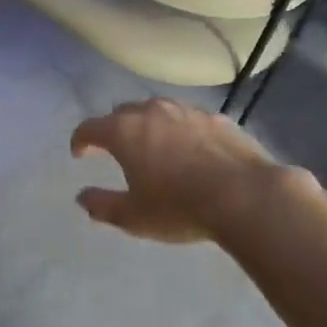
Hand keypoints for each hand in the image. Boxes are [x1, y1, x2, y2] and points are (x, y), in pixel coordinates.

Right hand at [69, 98, 287, 243]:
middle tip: (115, 150)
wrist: (246, 196)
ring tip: (153, 147)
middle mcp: (152, 112)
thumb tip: (82, 197)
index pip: (90, 127)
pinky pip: (188, 119)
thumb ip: (102, 205)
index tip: (80, 154)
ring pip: (157, 111)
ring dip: (148, 125)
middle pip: (122, 112)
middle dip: (114, 128)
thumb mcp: (133, 216)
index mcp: (124, 132)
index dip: (80, 140)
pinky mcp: (217, 118)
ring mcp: (187, 111)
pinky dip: (179, 131)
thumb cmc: (179, 207)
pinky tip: (190, 150)